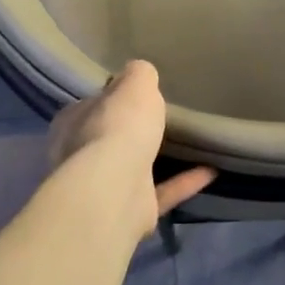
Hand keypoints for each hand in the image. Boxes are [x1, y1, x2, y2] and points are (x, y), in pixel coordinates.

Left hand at [48, 61, 215, 236]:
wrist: (115, 189)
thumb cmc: (118, 127)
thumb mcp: (135, 84)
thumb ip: (139, 75)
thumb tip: (139, 72)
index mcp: (73, 122)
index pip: (93, 105)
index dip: (114, 98)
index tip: (138, 94)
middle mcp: (80, 156)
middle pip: (109, 137)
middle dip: (132, 131)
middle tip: (164, 119)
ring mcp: (104, 188)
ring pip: (132, 169)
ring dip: (157, 160)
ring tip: (189, 146)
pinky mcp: (130, 211)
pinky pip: (161, 192)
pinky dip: (184, 182)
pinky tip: (211, 170)